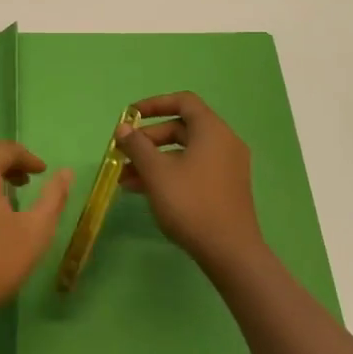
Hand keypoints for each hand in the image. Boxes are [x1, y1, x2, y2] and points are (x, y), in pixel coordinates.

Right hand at [118, 92, 266, 270]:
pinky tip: (143, 191)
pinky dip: (168, 174)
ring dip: (153, 161)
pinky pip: (192, 169)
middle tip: (123, 154)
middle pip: (181, 128)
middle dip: (148, 140)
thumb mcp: (156, 172)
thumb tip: (123, 128)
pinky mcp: (224, 188)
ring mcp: (226, 167)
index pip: (183, 101)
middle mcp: (223, 143)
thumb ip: (137, 146)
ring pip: (183, 153)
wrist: (229, 252)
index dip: (154, 104)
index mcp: (212, 131)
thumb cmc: (191, 203)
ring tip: (125, 179)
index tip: (130, 116)